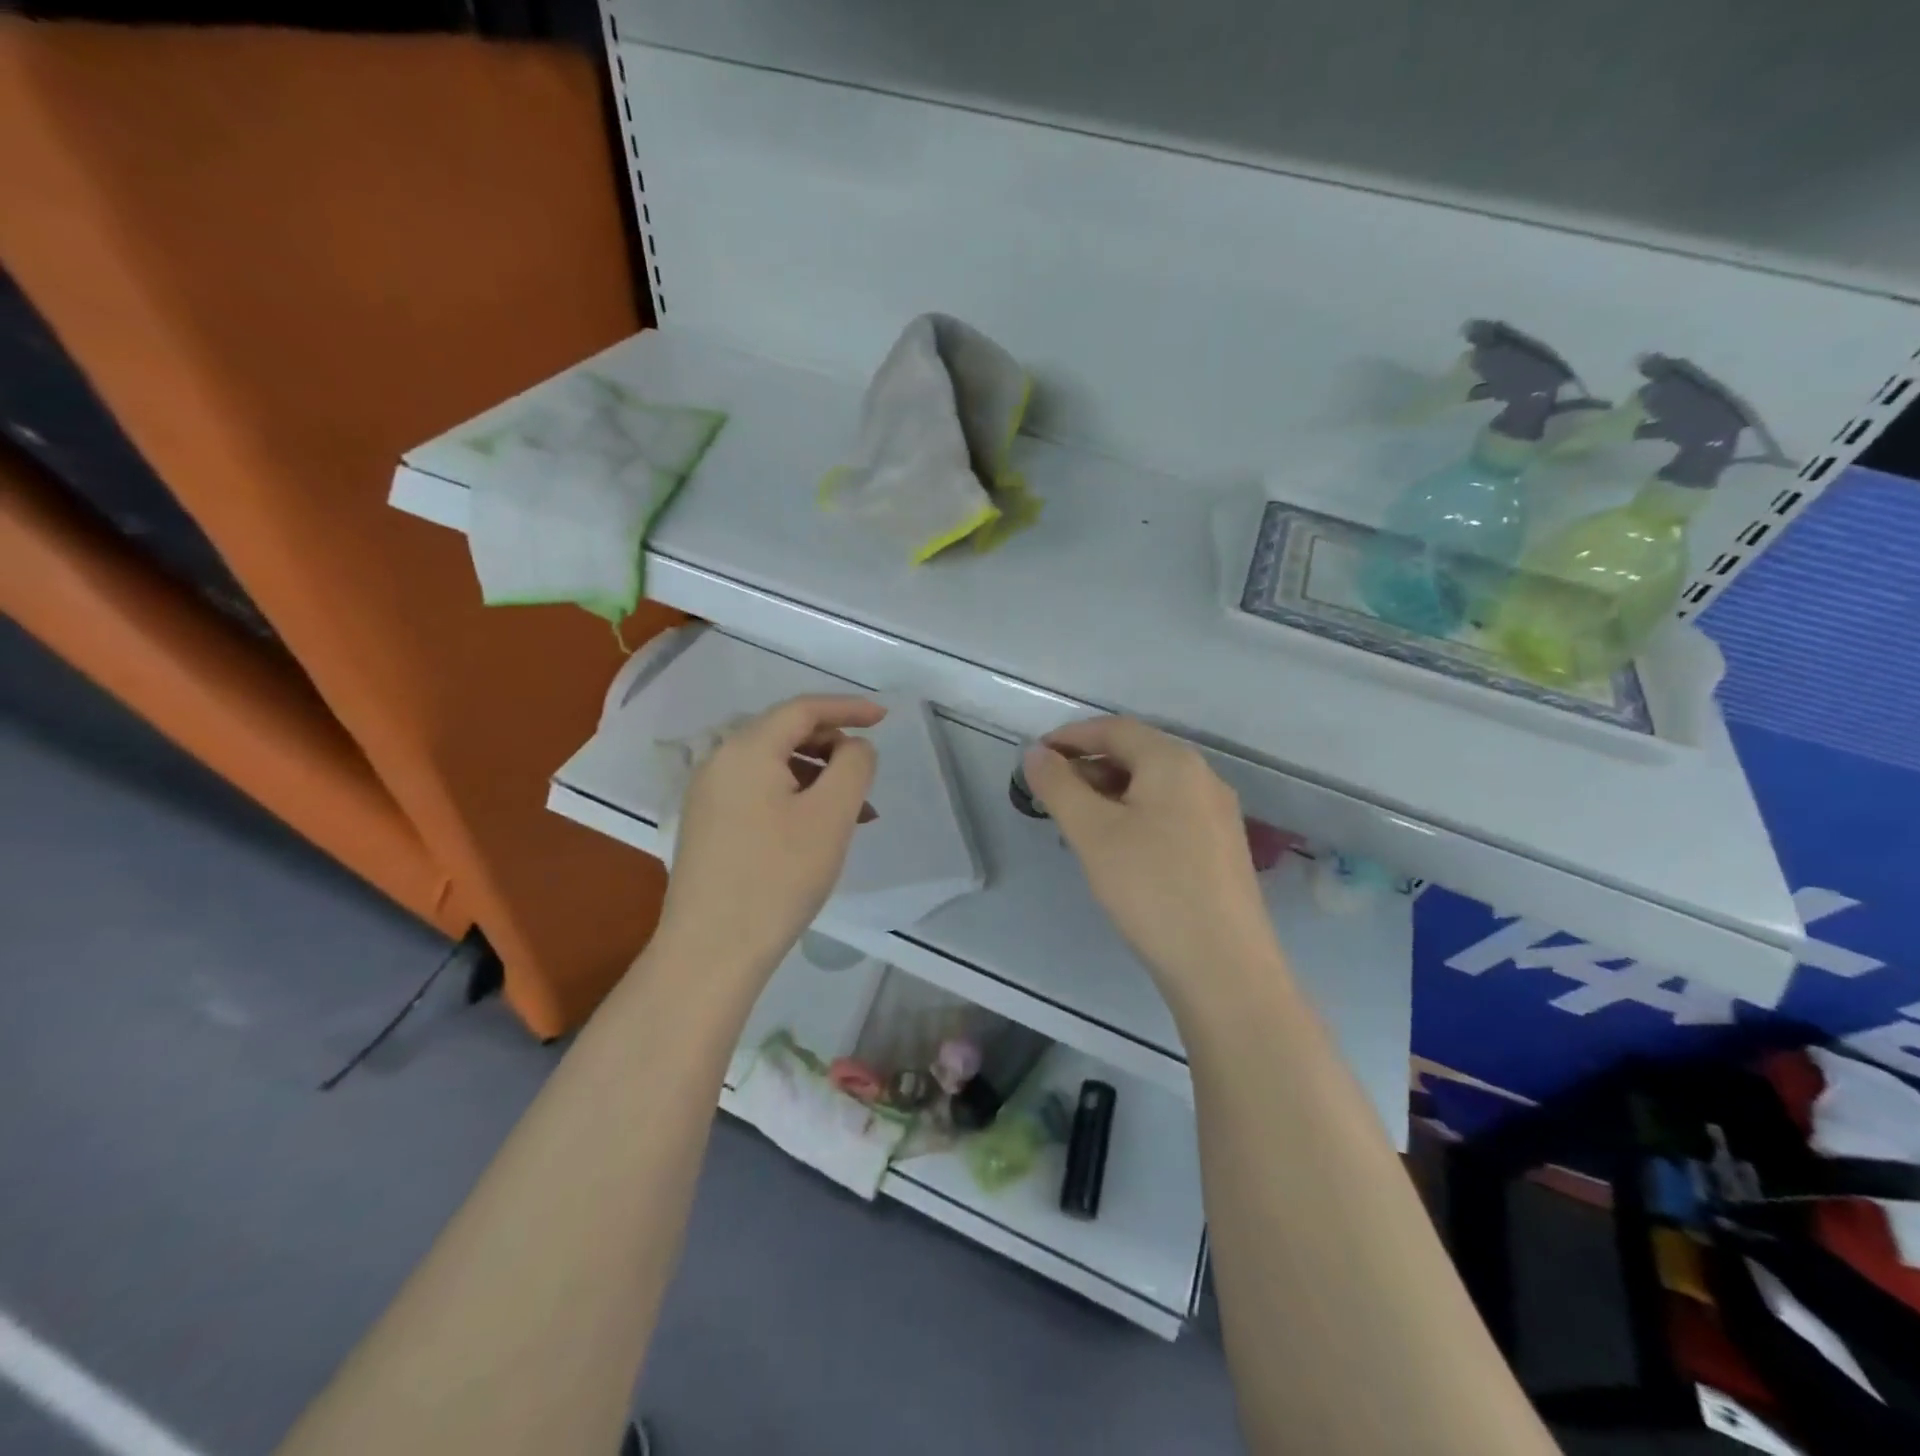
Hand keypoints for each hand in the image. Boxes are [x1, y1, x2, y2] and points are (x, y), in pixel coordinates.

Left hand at [655, 695, 884, 980]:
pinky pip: (758, 792)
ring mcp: (707, 795)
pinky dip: (794, 797)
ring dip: (817, 777)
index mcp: (746, 748)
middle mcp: (719, 761)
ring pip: (773, 766)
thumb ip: (854, 765)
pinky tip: (816, 830)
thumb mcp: (831, 815)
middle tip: (867, 773)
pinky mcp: (707, 825)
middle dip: (833, 746)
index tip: (885, 717)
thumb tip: (853, 746)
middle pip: (785, 733)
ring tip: (853, 813)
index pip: (803, 709)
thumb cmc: (778, 877)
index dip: (848, 707)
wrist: (710, 952)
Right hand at [1022, 717, 1284, 1002]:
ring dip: (1110, 794)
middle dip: (1089, 768)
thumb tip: (1036, 753)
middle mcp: (1202, 777)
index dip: (1070, 737)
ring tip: (1078, 826)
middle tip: (1052, 797)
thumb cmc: (1150, 887)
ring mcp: (1217, 814)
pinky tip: (1118, 851)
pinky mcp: (1221, 848)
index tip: (1035, 759)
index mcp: (1173, 762)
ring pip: (1153, 787)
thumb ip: (1059, 785)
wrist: (1223, 966)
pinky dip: (1135, 816)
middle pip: (1136, 755)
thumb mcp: (1092, 832)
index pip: (1114, 729)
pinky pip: (1170, 814)